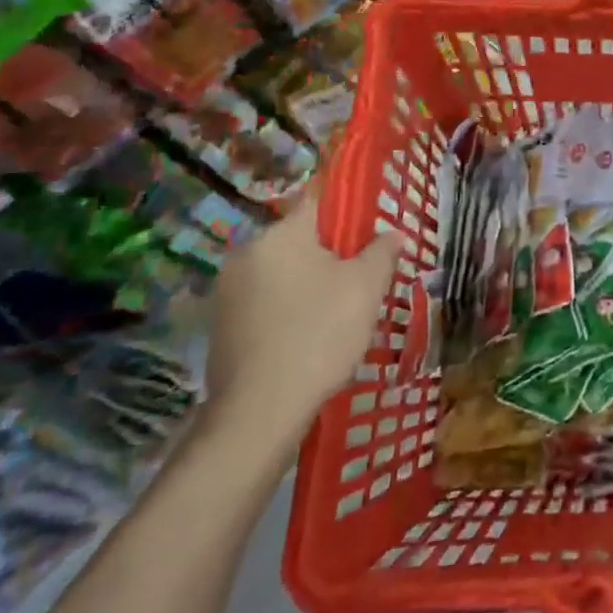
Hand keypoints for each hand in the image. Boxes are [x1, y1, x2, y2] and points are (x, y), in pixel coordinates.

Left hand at [203, 199, 400, 453]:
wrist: (259, 413)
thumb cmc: (320, 334)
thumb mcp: (367, 288)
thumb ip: (382, 251)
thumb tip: (392, 233)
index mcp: (280, 234)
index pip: (319, 199)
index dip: (349, 208)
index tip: (370, 228)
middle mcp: (247, 253)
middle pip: (301, 239)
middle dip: (332, 253)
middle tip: (363, 279)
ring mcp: (227, 292)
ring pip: (284, 272)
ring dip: (311, 283)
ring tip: (340, 313)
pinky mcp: (221, 326)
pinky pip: (267, 302)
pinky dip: (290, 309)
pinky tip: (310, 337)